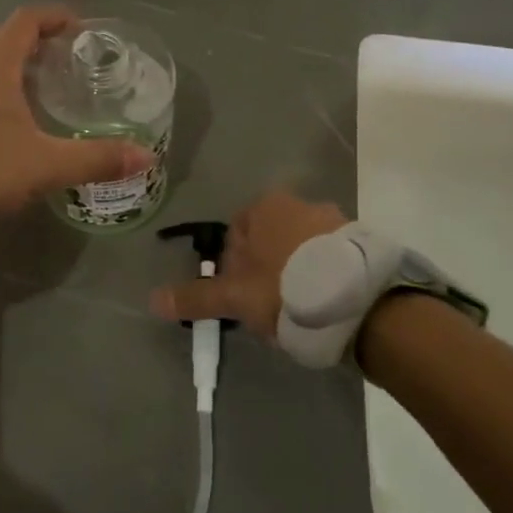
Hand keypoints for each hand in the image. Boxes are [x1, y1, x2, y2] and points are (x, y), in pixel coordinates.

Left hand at [0, 7, 152, 225]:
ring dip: (19, 69)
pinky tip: (16, 123)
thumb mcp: (45, 165)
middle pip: (7, 41)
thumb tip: (146, 156)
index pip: (26, 21)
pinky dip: (2, 93)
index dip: (54, 17)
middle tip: (73, 62)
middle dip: (41, 44)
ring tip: (50, 90)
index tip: (81, 28)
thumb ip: (96, 159)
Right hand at [148, 189, 348, 338]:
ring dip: (295, 273)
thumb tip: (152, 300)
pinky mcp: (359, 242)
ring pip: (300, 249)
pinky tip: (325, 305)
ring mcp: (334, 220)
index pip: (235, 235)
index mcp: (265, 207)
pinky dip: (323, 276)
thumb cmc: (286, 290)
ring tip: (299, 309)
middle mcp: (299, 203)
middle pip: (268, 240)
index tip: (241, 297)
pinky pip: (329, 259)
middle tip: (268, 306)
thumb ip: (197, 298)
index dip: (233, 268)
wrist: (360, 301)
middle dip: (265, 270)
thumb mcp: (236, 298)